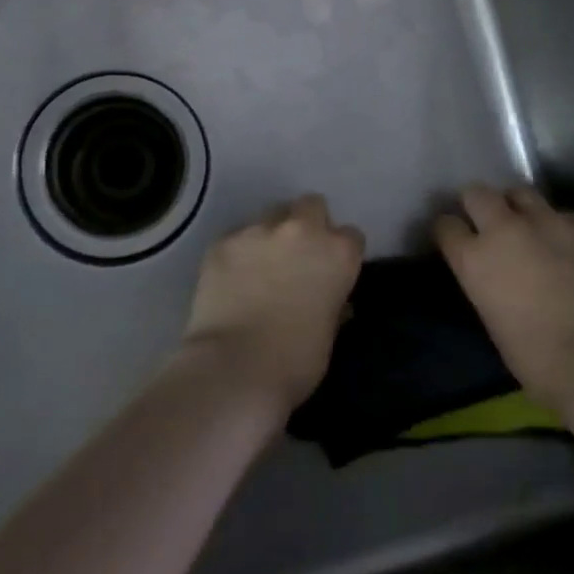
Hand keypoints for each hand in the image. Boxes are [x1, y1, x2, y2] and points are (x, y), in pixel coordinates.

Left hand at [183, 195, 364, 412]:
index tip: (331, 270)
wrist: (235, 368)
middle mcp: (301, 230)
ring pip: (270, 217)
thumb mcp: (329, 334)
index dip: (340, 253)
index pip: (350, 236)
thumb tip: (330, 299)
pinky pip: (237, 237)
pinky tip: (230, 279)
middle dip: (308, 223)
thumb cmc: (295, 361)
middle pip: (311, 206)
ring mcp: (258, 231)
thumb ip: (332, 304)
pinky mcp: (223, 241)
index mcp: (338, 253)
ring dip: (271, 236)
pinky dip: (238, 253)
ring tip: (258, 267)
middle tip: (297, 255)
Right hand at [435, 185, 573, 410]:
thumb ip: (487, 283)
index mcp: (474, 259)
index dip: (451, 231)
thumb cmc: (539, 359)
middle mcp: (505, 229)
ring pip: (522, 193)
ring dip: (520, 208)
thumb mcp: (493, 319)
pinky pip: (566, 216)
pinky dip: (563, 228)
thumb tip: (496, 274)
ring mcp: (548, 221)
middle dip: (480, 204)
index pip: (446, 225)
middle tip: (490, 222)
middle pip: (478, 194)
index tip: (458, 239)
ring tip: (531, 227)